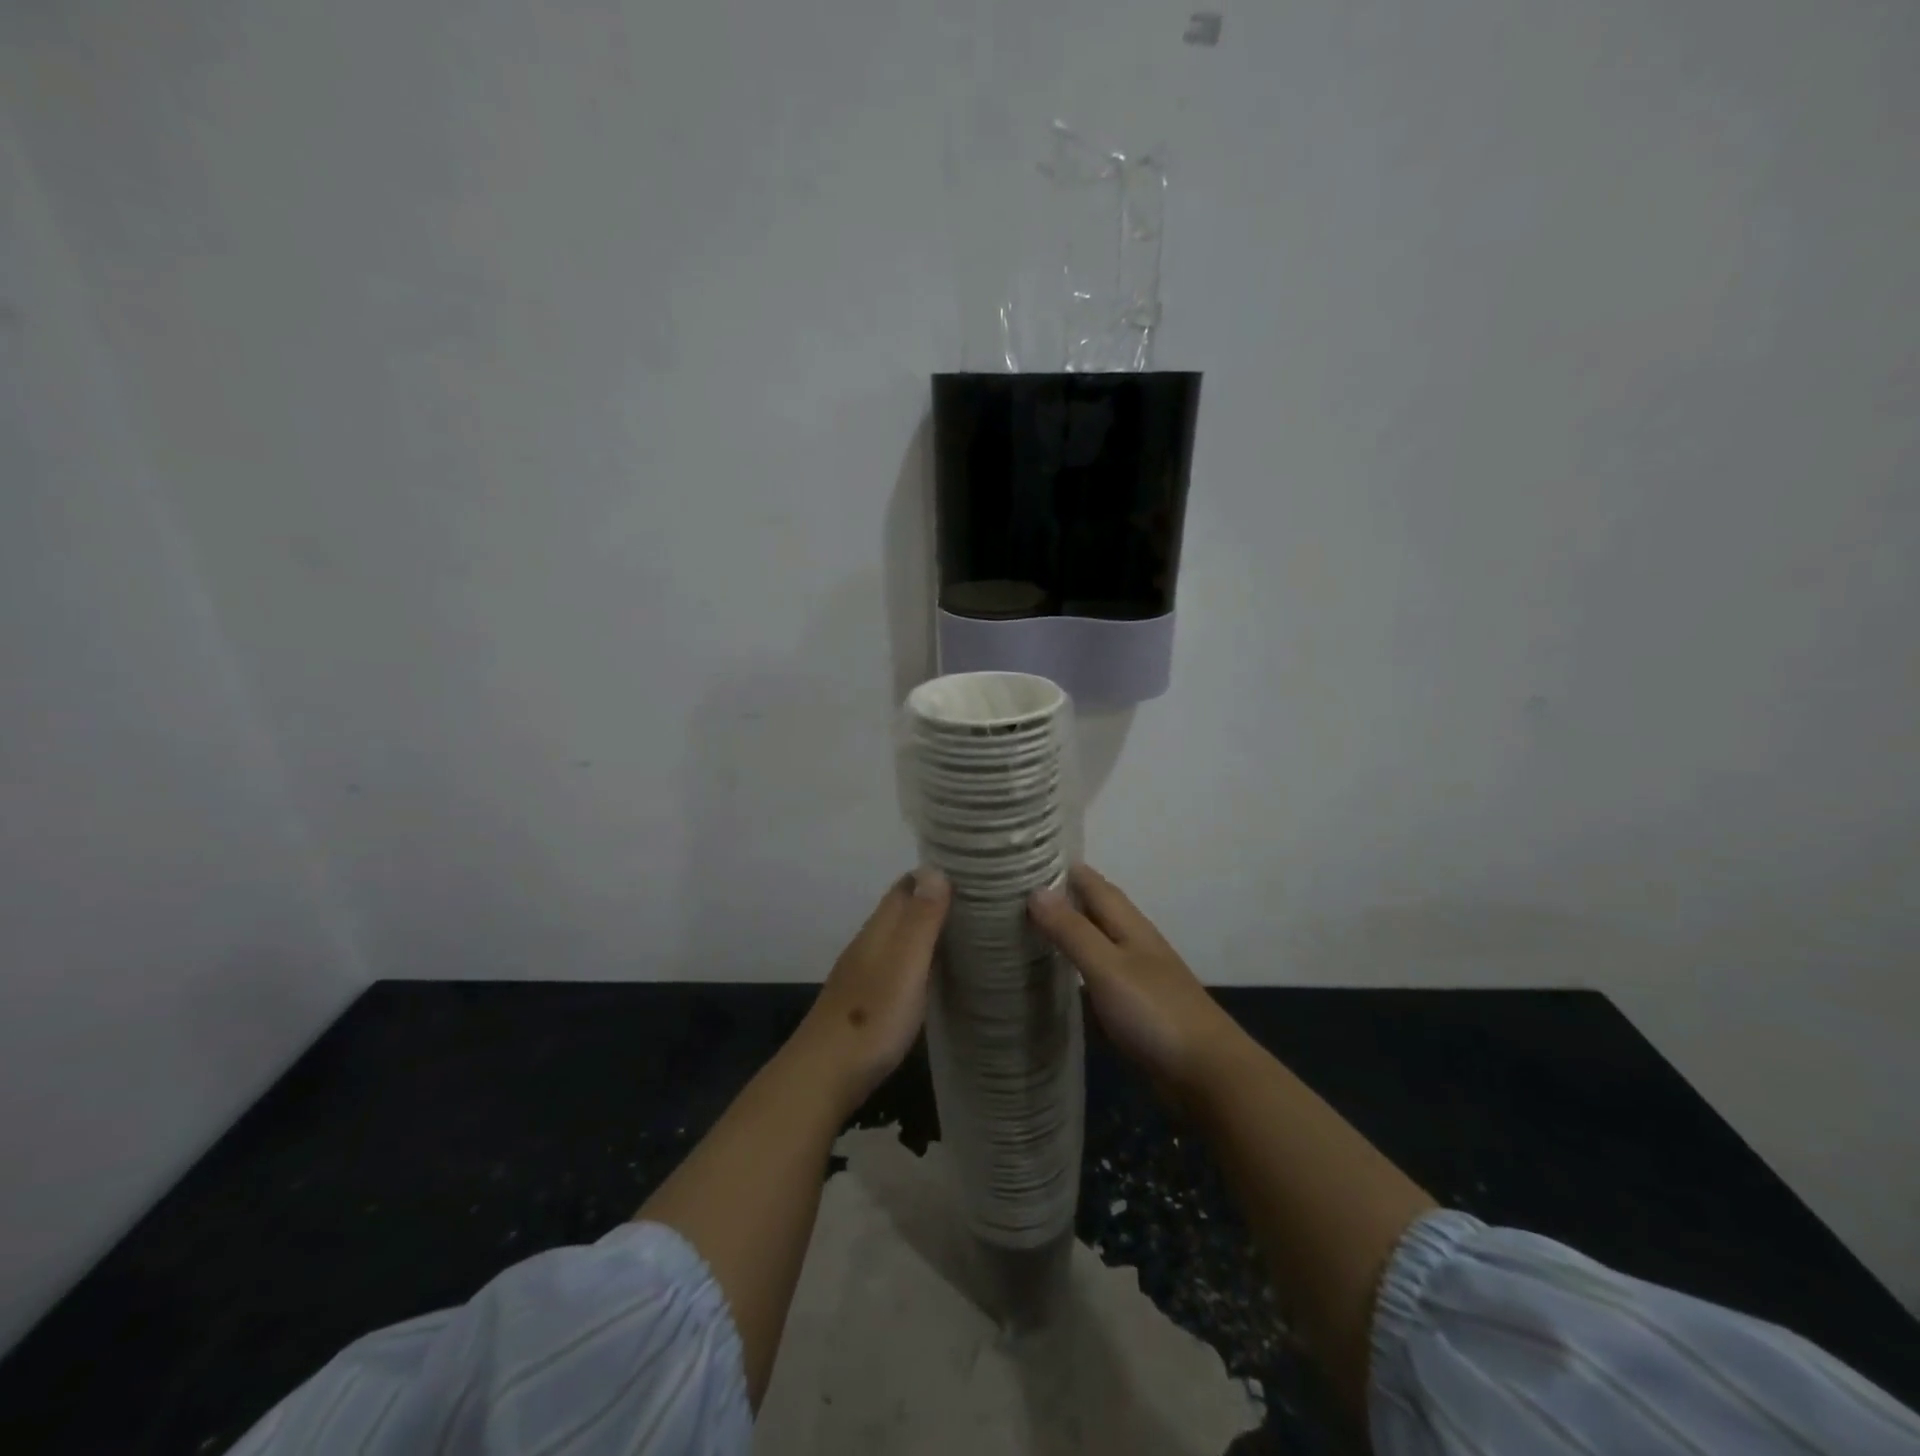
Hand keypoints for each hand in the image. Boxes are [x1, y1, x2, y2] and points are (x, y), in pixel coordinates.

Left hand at [796, 868, 949, 1106]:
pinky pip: (895, 965)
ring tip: (963, 934)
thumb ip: (921, 919)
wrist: (824, 1075)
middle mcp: (868, 944)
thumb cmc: (873, 1017)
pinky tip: (932, 974)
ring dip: (924, 930)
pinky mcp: (864, 1001)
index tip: (969, 873)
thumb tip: (936, 869)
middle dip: (932, 900)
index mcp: (879, 930)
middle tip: (976, 903)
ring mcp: (862, 973)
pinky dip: (916, 958)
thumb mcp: (906, 964)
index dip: (933, 875)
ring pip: (897, 938)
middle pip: (900, 910)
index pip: (905, 887)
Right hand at [1029, 864, 1236, 1090]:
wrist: (1207, 1074)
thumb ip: (1072, 931)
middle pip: (1096, 909)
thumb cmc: (1155, 1012)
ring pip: (1098, 941)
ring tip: (1029, 928)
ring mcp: (1138, 976)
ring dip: (1070, 931)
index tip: (1026, 858)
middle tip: (1017, 892)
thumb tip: (1035, 890)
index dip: (1064, 869)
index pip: (1094, 884)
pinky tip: (1060, 977)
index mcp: (1130, 926)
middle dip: (1063, 897)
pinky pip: (1100, 974)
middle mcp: (1135, 943)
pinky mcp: (1136, 1007)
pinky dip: (1078, 967)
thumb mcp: (1107, 967)